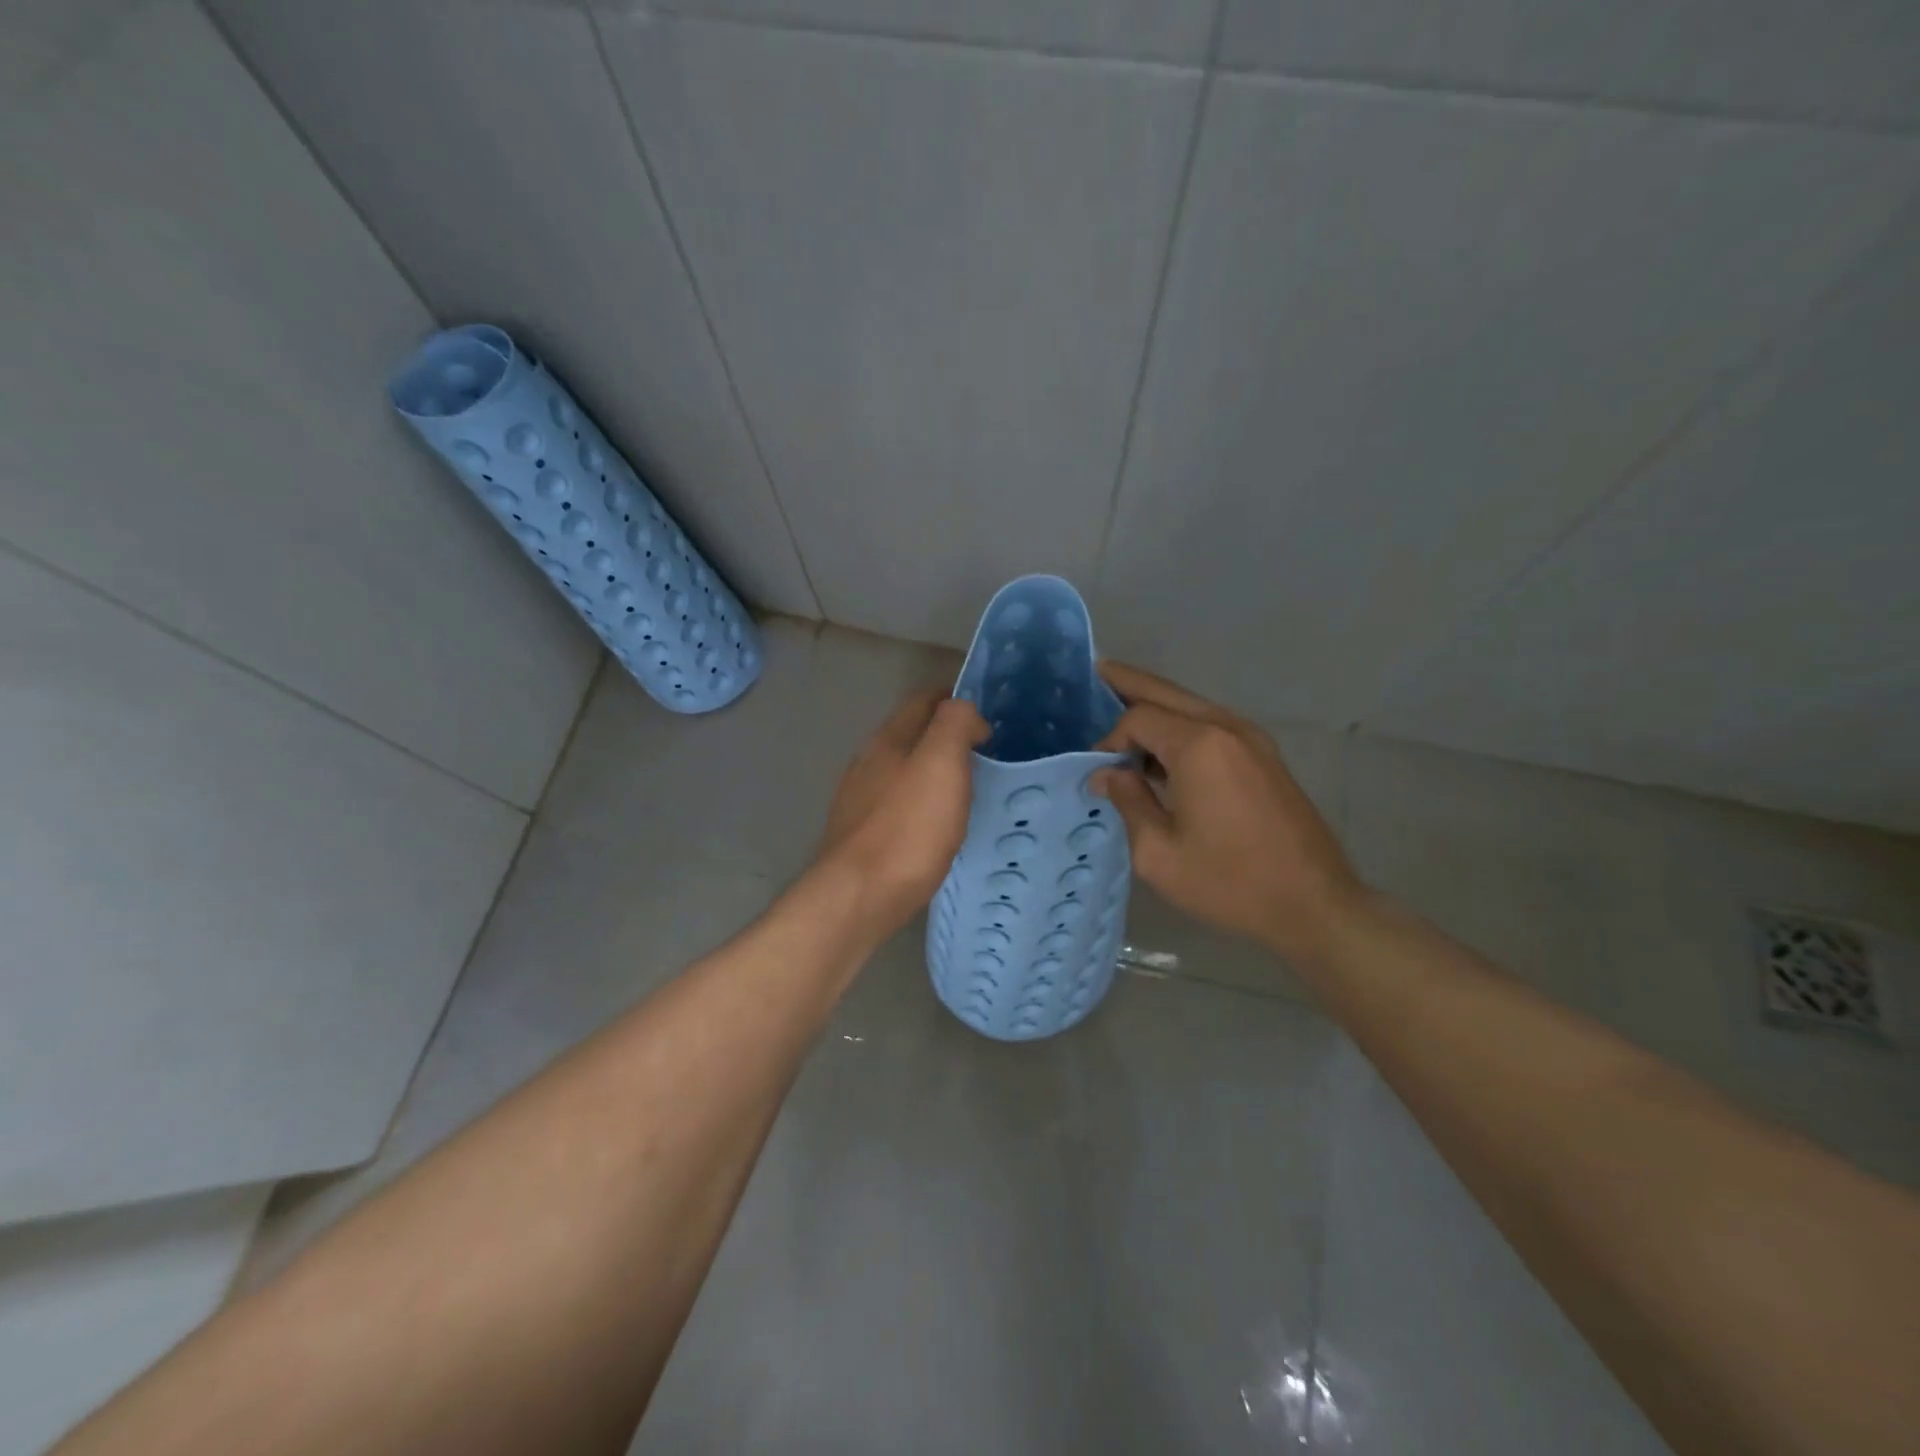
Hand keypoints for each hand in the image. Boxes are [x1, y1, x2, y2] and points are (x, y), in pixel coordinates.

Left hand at [819, 689, 989, 934]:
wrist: (859, 896)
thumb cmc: (908, 826)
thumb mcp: (941, 762)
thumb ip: (955, 723)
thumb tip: (965, 713)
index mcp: (888, 740)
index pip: (922, 701)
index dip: (954, 700)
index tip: (985, 718)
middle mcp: (867, 764)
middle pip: (909, 736)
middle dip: (944, 737)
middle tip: (982, 755)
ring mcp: (859, 802)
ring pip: (901, 773)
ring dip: (931, 773)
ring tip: (965, 791)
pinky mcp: (860, 837)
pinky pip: (896, 807)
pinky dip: (920, 805)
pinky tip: (935, 827)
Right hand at [1090, 662, 1364, 960]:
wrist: (1314, 905)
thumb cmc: (1230, 882)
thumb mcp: (1159, 852)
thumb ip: (1128, 802)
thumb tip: (1106, 774)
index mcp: (1199, 746)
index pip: (1139, 719)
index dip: (1109, 741)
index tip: (1097, 774)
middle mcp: (1227, 728)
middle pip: (1167, 693)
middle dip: (1130, 683)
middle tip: (1097, 670)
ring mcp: (1252, 740)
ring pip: (1192, 706)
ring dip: (1157, 705)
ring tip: (1121, 705)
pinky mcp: (1265, 758)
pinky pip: (1212, 726)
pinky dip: (1181, 725)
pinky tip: (1163, 749)